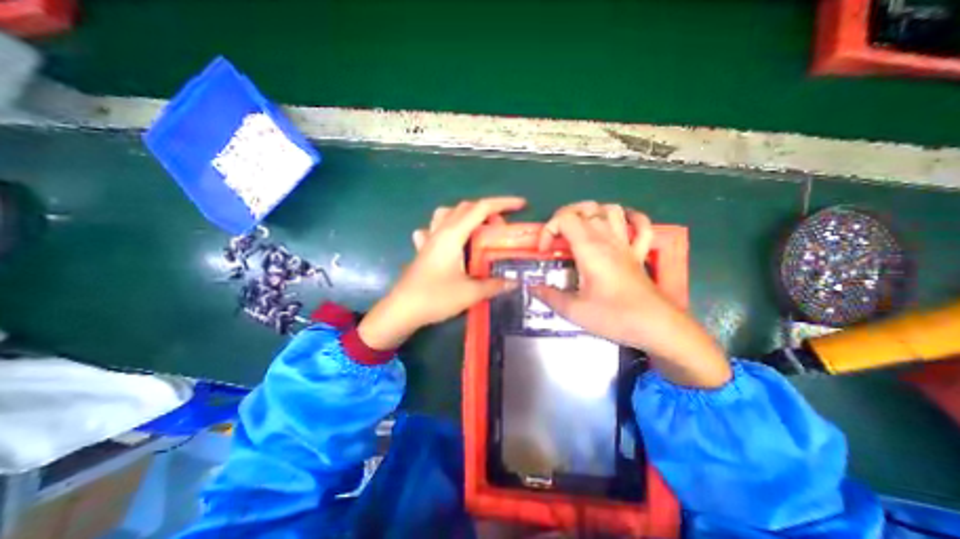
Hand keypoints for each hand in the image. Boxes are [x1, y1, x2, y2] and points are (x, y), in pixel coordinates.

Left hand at [357, 195, 523, 349]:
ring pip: (447, 214)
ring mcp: (428, 239)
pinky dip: (446, 228)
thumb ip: (494, 285)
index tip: (522, 205)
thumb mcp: (470, 293)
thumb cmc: (435, 298)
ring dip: (466, 215)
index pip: (481, 209)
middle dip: (488, 211)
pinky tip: (449, 241)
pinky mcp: (423, 250)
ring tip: (477, 230)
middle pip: (465, 207)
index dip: (503, 203)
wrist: (401, 310)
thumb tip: (514, 282)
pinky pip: (433, 229)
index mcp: (453, 235)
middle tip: (501, 229)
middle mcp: (440, 231)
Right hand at [533, 200, 727, 386]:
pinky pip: (640, 225)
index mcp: (590, 249)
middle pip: (586, 207)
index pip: (564, 218)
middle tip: (556, 238)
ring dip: (592, 212)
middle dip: (564, 217)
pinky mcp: (639, 253)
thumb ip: (549, 296)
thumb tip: (532, 287)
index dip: (548, 230)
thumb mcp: (574, 311)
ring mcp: (626, 244)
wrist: (656, 327)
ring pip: (611, 209)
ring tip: (580, 229)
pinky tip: (619, 224)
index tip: (545, 253)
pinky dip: (630, 218)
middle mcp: (608, 239)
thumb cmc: (614, 317)